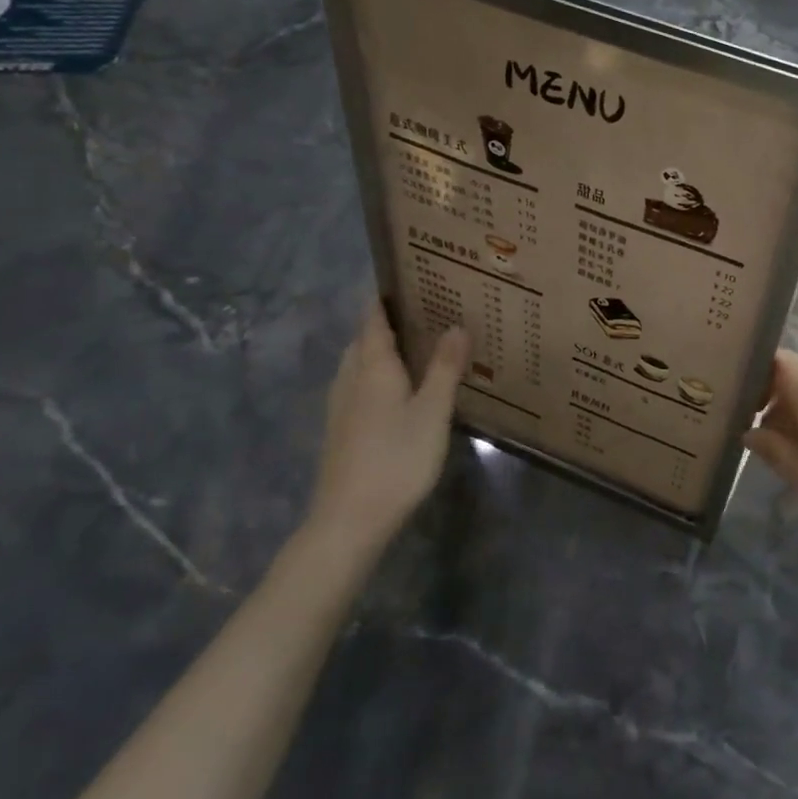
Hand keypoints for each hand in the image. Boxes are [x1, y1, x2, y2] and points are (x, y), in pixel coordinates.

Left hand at [303, 301, 468, 557]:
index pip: (373, 319)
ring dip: (382, 351)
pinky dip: (378, 376)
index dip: (386, 298)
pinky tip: (400, 392)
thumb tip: (456, 325)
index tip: (410, 279)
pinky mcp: (341, 430)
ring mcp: (341, 406)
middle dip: (388, 323)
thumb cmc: (397, 458)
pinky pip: (359, 387)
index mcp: (371, 366)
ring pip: (359, 365)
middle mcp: (350, 378)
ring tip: (418, 347)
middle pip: (364, 340)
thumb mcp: (432, 411)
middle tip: (426, 312)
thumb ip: (444, 368)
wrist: (350, 519)